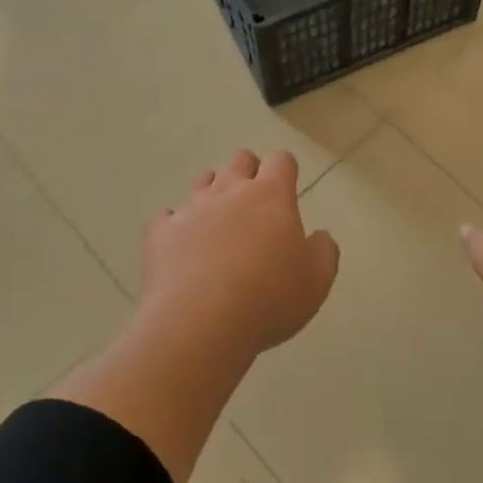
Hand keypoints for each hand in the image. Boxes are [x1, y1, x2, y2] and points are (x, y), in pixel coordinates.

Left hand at [139, 149, 339, 360]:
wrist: (200, 322)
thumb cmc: (269, 298)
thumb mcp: (316, 281)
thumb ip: (323, 251)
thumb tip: (319, 236)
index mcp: (270, 196)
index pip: (281, 161)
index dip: (285, 171)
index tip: (287, 188)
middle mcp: (228, 190)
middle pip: (240, 160)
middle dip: (249, 172)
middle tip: (255, 203)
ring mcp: (190, 208)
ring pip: (202, 181)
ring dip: (213, 193)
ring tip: (219, 223)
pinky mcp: (160, 232)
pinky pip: (167, 217)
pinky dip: (176, 226)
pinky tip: (182, 246)